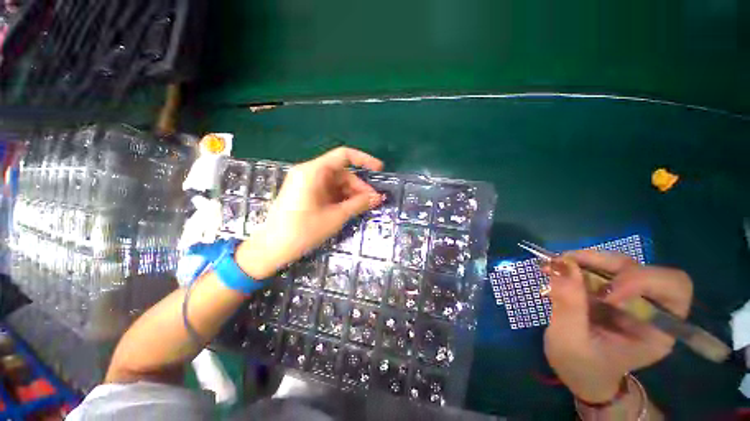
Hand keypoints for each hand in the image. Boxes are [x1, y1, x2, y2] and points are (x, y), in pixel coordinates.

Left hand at [236, 147, 382, 278]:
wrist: (271, 249)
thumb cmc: (303, 231)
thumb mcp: (335, 217)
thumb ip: (358, 204)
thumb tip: (378, 197)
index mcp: (313, 172)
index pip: (343, 155)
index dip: (364, 160)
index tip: (379, 170)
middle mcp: (309, 173)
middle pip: (341, 172)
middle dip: (359, 186)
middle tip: (373, 201)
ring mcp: (306, 183)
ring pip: (336, 183)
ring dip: (351, 193)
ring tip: (363, 207)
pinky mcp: (306, 193)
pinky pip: (328, 191)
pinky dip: (341, 198)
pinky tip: (350, 208)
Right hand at [542, 250, 692, 402]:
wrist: (579, 373)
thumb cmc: (581, 367)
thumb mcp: (570, 342)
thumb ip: (569, 305)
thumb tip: (562, 264)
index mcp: (657, 329)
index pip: (672, 288)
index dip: (640, 281)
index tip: (601, 294)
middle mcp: (651, 308)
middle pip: (644, 269)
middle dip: (604, 262)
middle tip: (566, 263)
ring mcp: (630, 298)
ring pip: (618, 264)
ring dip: (585, 260)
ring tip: (555, 266)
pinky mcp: (610, 291)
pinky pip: (598, 267)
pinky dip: (576, 264)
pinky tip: (556, 270)